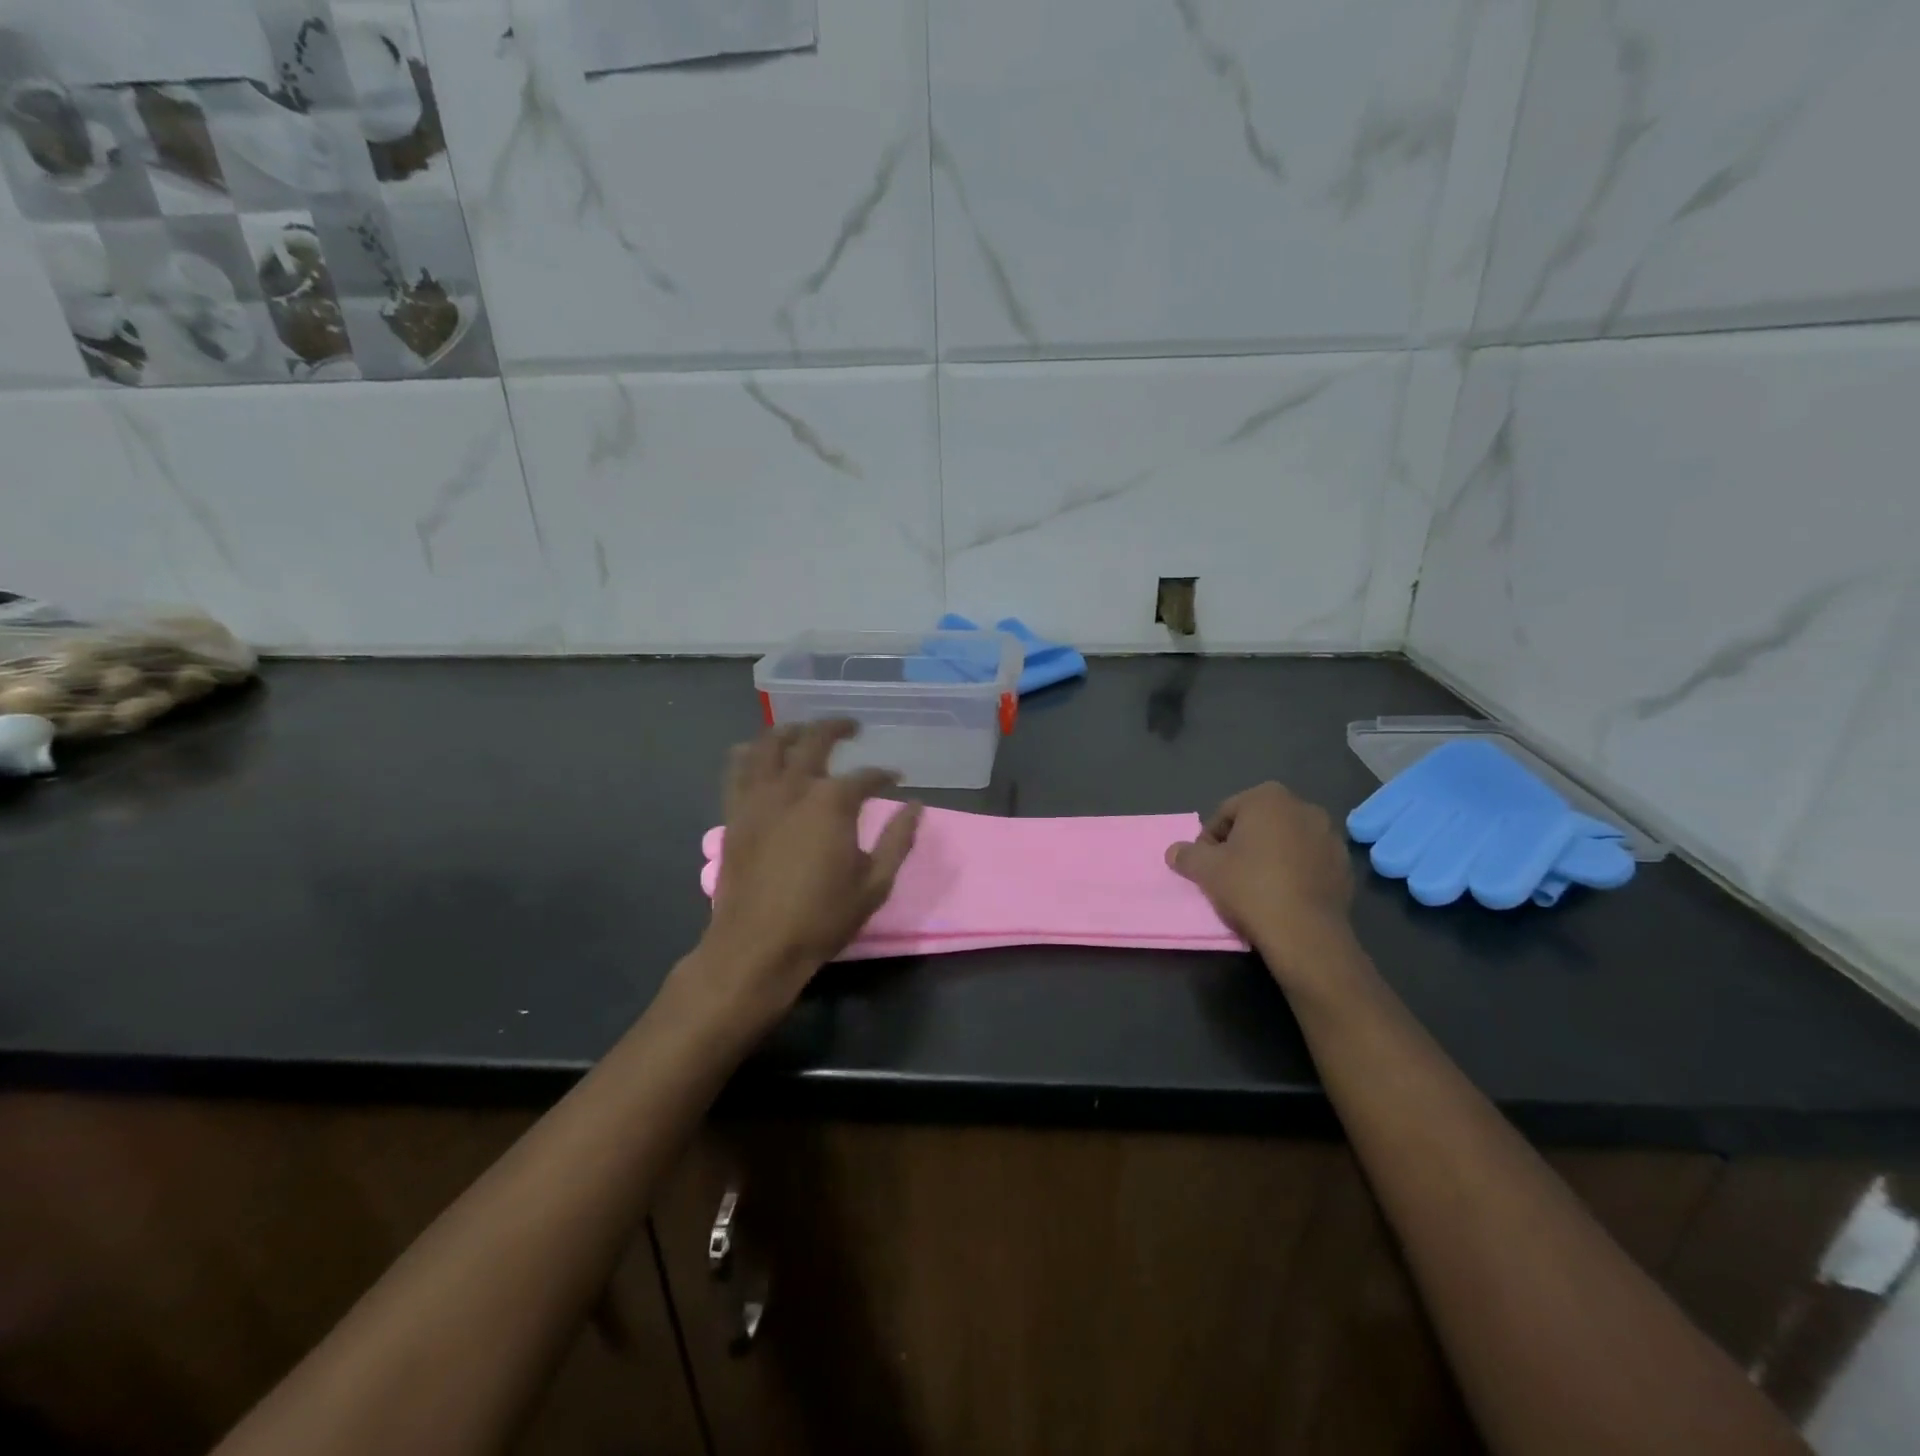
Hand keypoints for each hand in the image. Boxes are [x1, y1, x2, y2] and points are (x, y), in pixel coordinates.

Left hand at [698, 720, 921, 1015]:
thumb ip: (898, 841)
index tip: (895, 778)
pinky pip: (737, 769)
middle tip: (852, 727)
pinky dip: (750, 753)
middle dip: (837, 728)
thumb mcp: (875, 884)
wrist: (756, 946)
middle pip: (815, 740)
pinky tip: (758, 753)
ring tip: (804, 730)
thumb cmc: (821, 918)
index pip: (866, 777)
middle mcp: (794, 788)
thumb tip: (915, 806)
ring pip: (770, 744)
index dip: (884, 775)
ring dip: (791, 730)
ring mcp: (759, 797)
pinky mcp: (734, 812)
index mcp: (833, 803)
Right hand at [1165, 783, 1362, 989]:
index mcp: (1268, 798)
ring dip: (1270, 857)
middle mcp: (1304, 807)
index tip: (1206, 865)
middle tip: (1228, 875)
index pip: (1226, 813)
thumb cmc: (1250, 887)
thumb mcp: (1205, 870)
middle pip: (1258, 824)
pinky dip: (1294, 872)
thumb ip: (1186, 854)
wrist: (1305, 933)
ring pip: (1286, 842)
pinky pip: (1309, 862)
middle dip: (1242, 844)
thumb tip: (1174, 851)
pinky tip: (1282, 897)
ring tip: (1256, 888)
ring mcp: (1330, 836)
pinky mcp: (1344, 866)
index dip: (1210, 840)